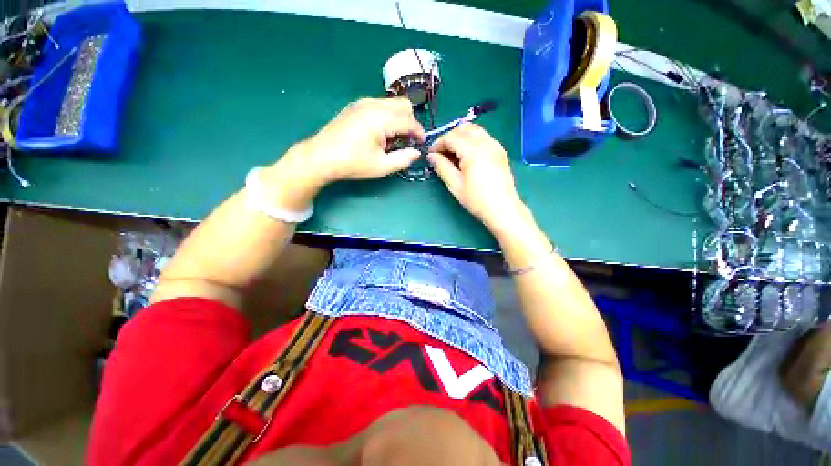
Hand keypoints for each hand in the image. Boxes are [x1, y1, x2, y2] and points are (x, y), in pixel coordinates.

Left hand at [299, 97, 425, 184]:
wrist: (321, 157)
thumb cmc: (352, 164)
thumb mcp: (381, 166)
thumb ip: (403, 159)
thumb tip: (417, 153)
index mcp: (380, 119)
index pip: (409, 120)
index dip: (418, 132)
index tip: (421, 144)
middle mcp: (373, 105)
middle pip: (403, 105)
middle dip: (410, 122)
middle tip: (407, 141)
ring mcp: (362, 102)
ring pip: (392, 103)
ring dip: (399, 119)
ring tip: (393, 139)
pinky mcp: (356, 106)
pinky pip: (380, 105)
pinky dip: (388, 116)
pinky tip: (381, 133)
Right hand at [428, 124, 526, 232]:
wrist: (502, 209)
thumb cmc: (476, 199)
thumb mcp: (455, 185)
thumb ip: (442, 167)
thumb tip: (431, 156)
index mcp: (473, 151)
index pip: (451, 137)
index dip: (438, 143)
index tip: (431, 154)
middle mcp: (486, 142)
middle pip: (463, 129)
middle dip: (449, 137)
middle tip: (441, 153)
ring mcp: (495, 145)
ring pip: (474, 130)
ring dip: (461, 137)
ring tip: (453, 154)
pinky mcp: (500, 151)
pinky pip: (483, 137)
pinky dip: (471, 140)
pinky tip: (467, 156)